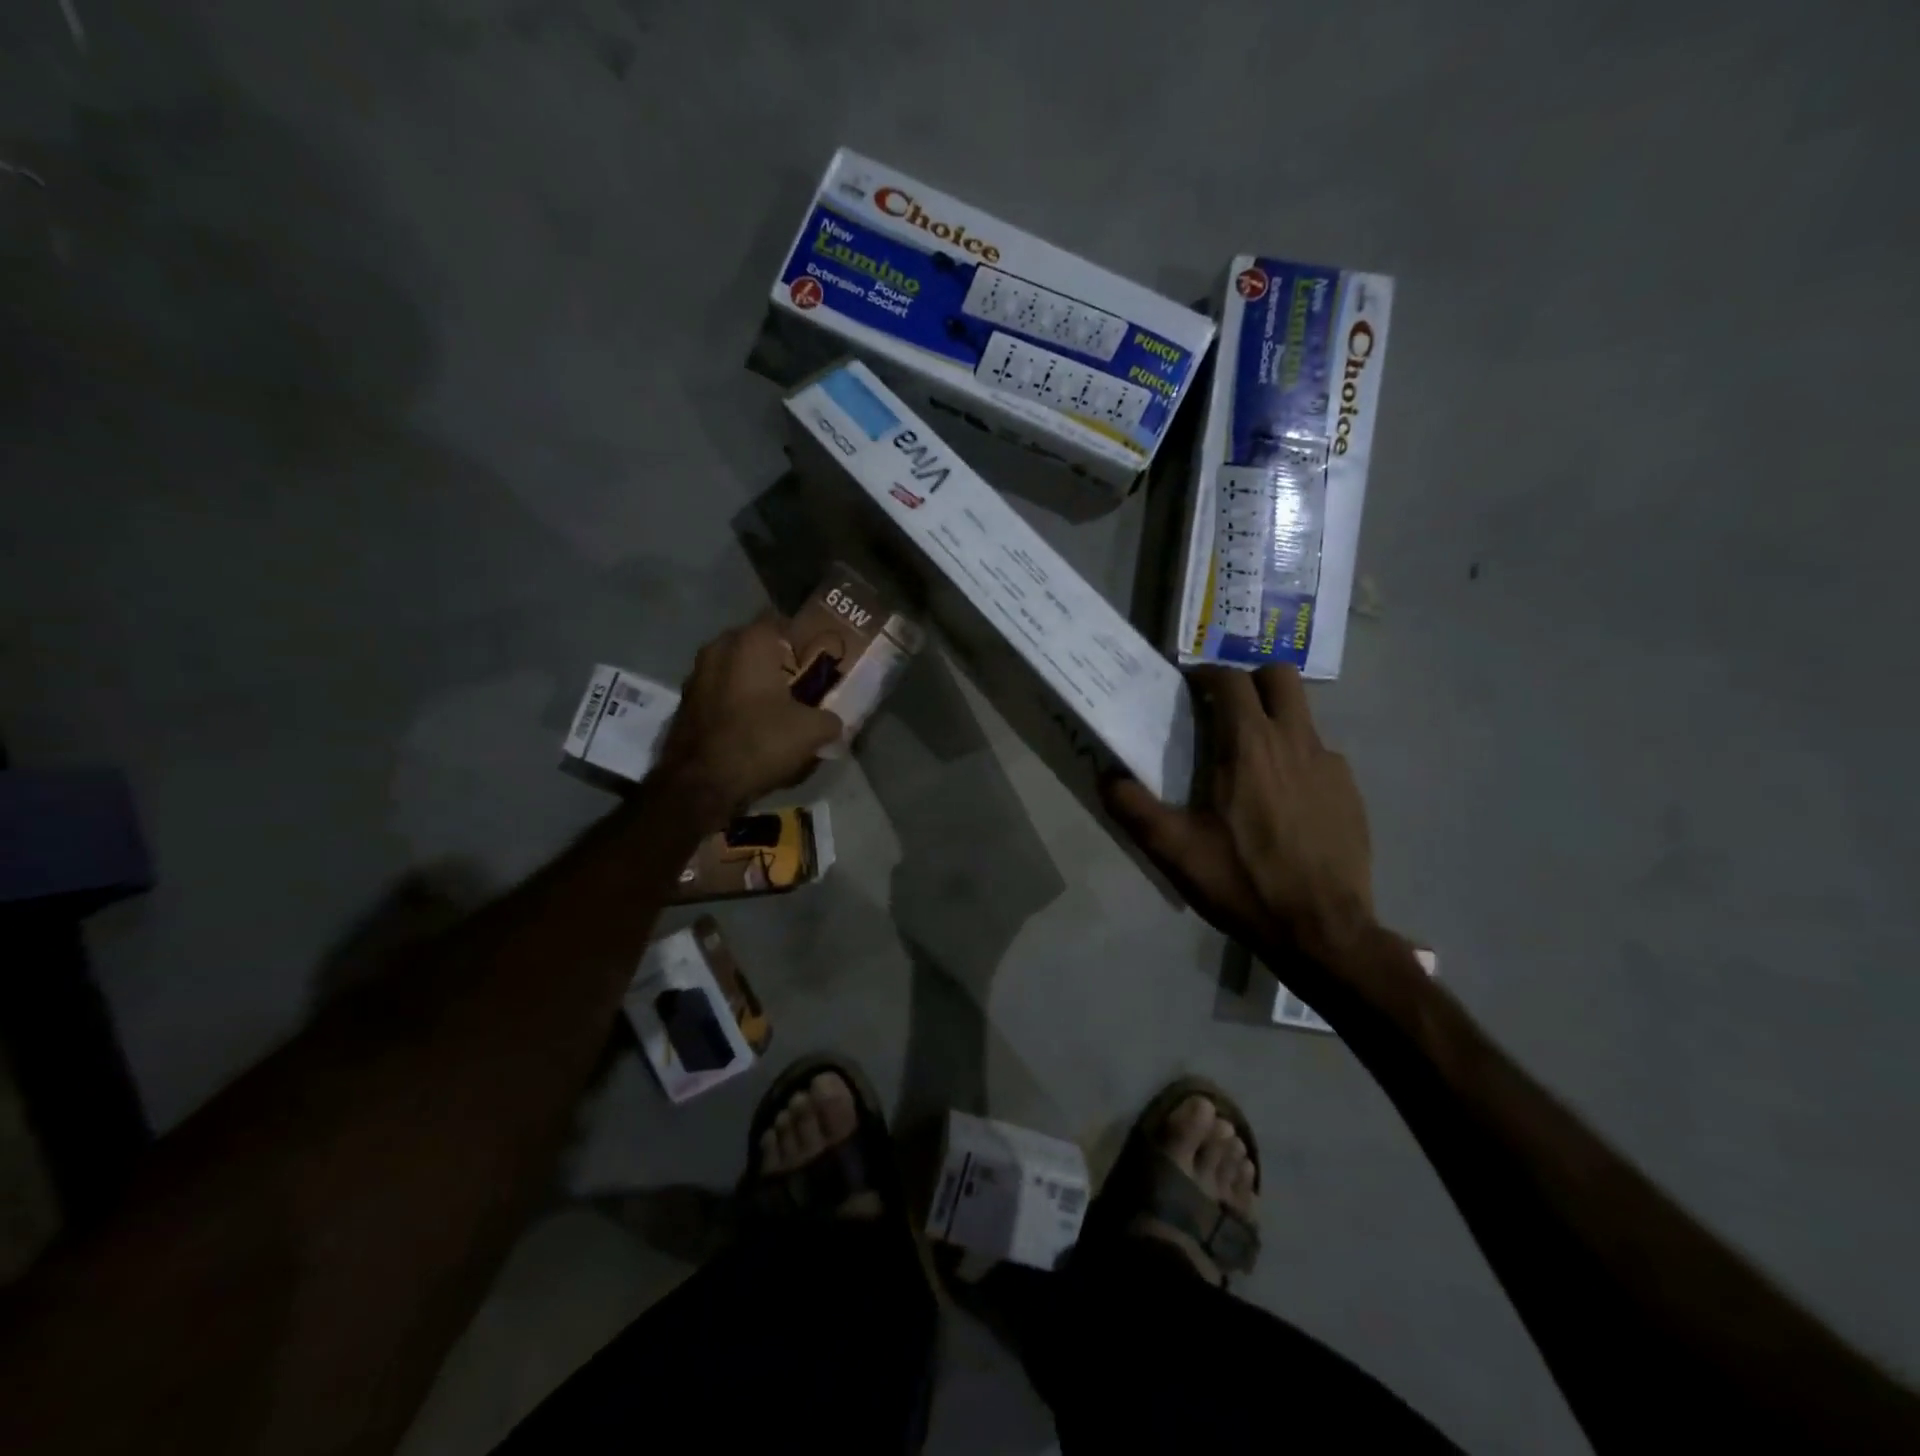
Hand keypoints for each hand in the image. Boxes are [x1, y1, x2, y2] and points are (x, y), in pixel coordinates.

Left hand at [650, 614, 841, 830]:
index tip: (813, 654)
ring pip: (731, 667)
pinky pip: (717, 691)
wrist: (701, 784)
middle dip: (773, 657)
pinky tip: (749, 723)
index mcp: (749, 644)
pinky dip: (733, 700)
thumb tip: (834, 722)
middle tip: (796, 678)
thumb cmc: (760, 742)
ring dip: (750, 679)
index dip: (798, 635)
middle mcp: (717, 650)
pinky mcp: (684, 704)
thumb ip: (830, 720)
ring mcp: (695, 677)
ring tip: (774, 703)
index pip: (777, 620)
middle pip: (752, 643)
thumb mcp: (811, 732)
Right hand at [1107, 664, 1377, 972]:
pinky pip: (1319, 754)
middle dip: (1249, 680)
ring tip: (1248, 759)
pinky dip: (1295, 758)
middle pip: (1279, 676)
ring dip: (1273, 718)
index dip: (1206, 675)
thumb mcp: (1174, 850)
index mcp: (1249, 745)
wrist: (1321, 931)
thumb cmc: (1242, 882)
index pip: (1231, 680)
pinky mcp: (1350, 791)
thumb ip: (1133, 808)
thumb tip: (1106, 777)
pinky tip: (1281, 800)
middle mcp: (1295, 741)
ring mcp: (1330, 764)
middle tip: (1223, 709)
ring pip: (1302, 714)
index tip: (1187, 689)